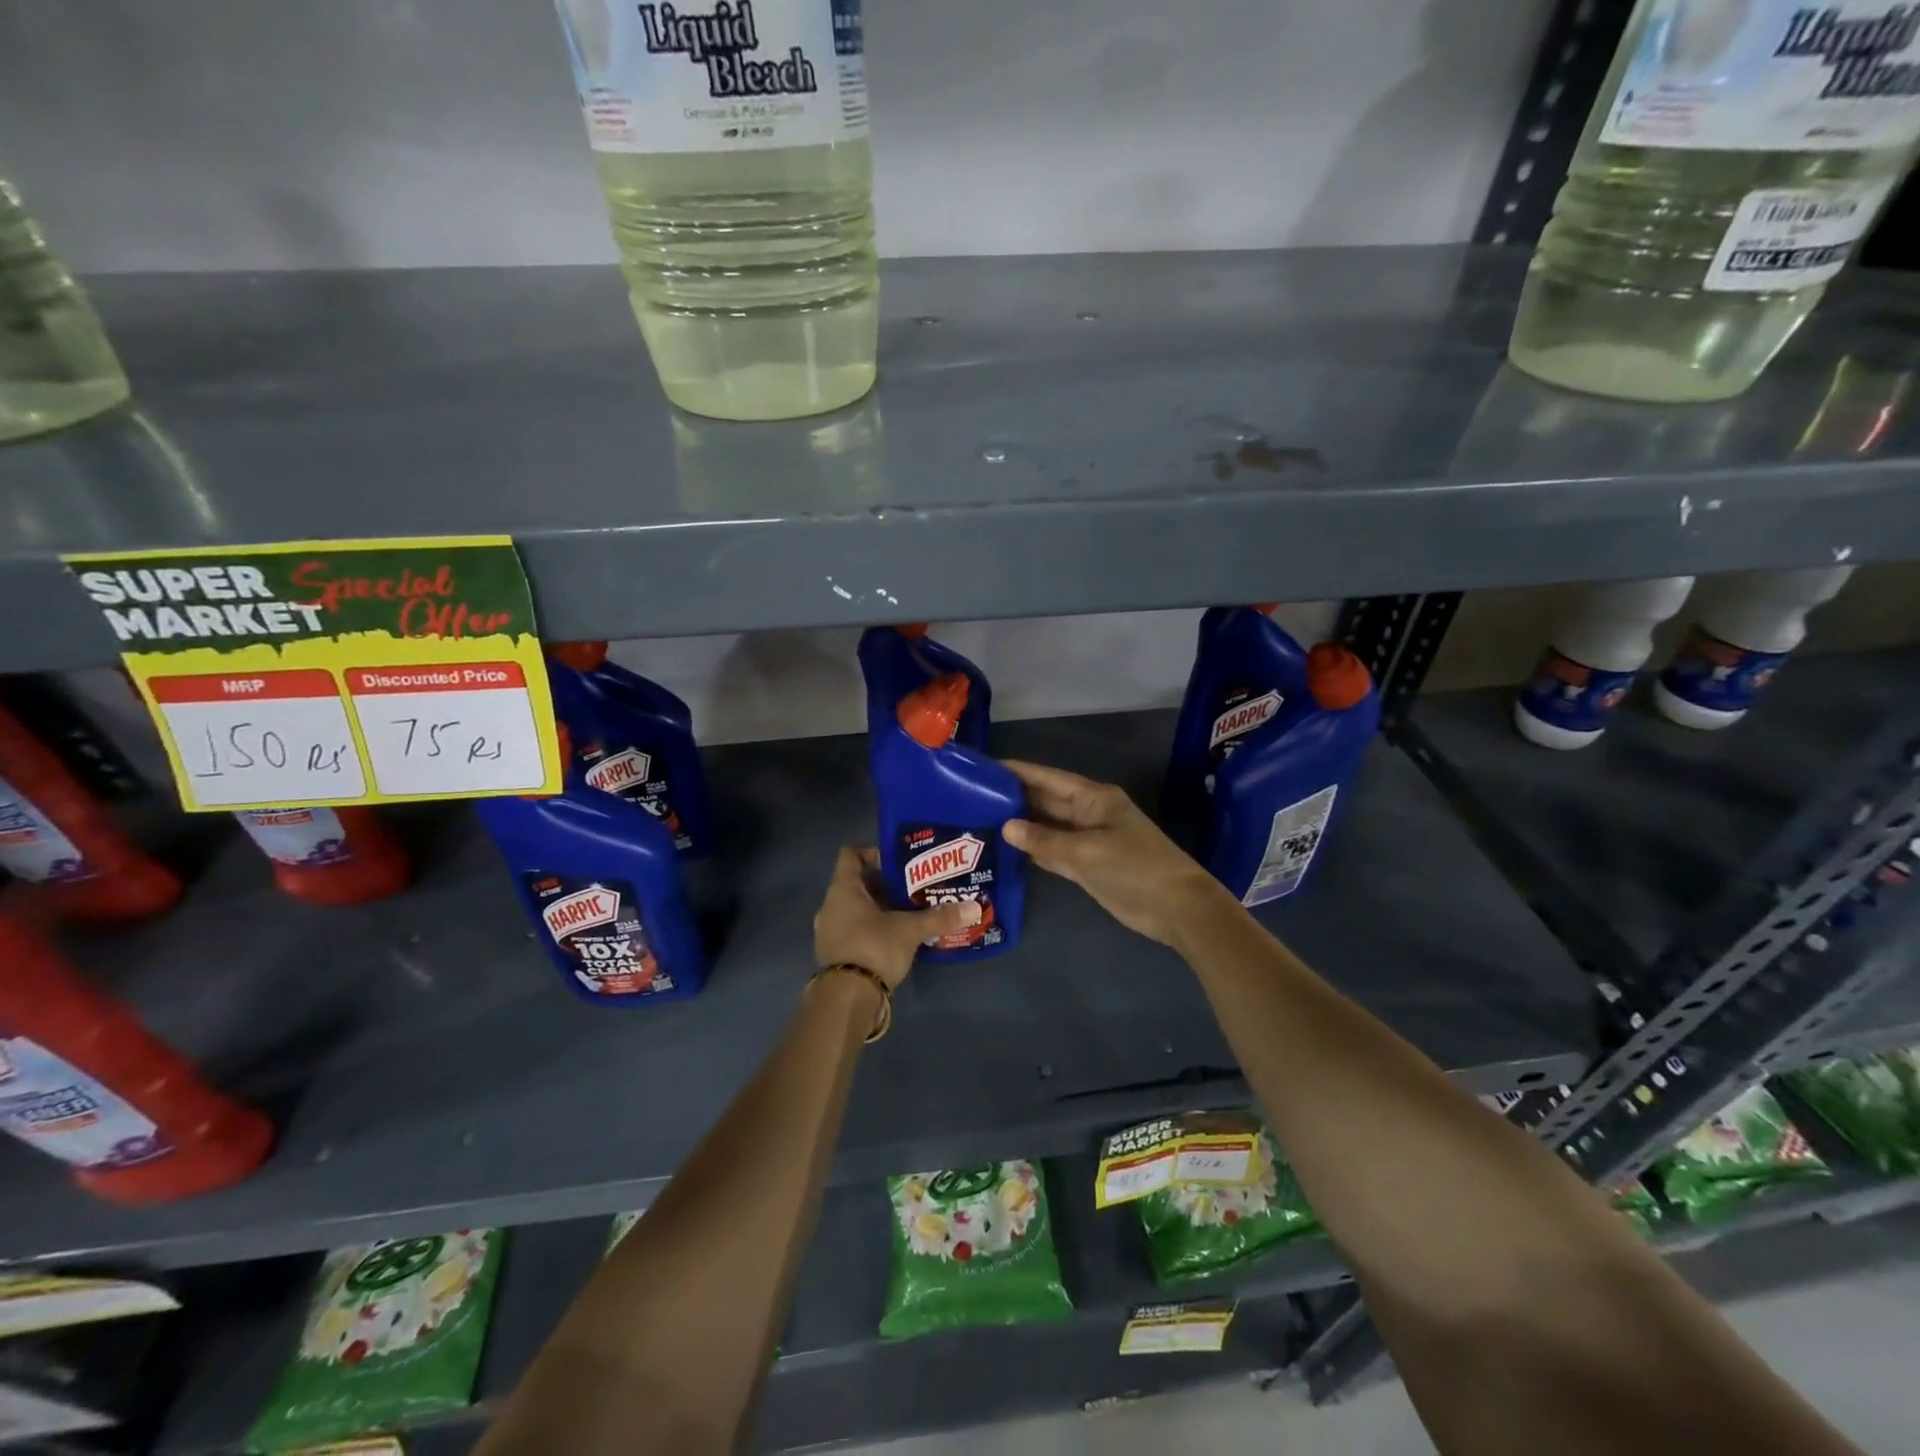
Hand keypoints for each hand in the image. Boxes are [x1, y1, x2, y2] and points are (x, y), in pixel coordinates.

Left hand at [813, 846, 979, 988]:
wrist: (847, 998)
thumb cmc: (874, 947)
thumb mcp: (910, 930)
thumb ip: (940, 917)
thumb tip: (974, 907)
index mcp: (843, 889)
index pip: (851, 855)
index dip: (873, 853)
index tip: (899, 861)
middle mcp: (831, 905)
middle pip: (857, 884)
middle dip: (884, 884)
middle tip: (913, 887)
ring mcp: (829, 932)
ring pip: (855, 909)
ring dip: (879, 909)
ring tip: (909, 912)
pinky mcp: (834, 954)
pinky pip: (854, 931)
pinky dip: (872, 929)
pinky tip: (896, 938)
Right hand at [1001, 760, 1229, 946]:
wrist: (1176, 907)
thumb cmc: (1134, 868)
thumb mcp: (1086, 852)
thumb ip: (1045, 840)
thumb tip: (1006, 827)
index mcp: (1094, 798)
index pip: (1048, 778)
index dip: (1018, 772)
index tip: (985, 768)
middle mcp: (1089, 814)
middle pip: (1046, 801)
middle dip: (1015, 798)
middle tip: (973, 797)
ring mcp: (1089, 841)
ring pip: (1048, 827)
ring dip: (1022, 825)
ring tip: (982, 820)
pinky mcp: (1088, 866)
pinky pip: (1055, 851)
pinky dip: (1035, 850)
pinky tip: (1009, 850)